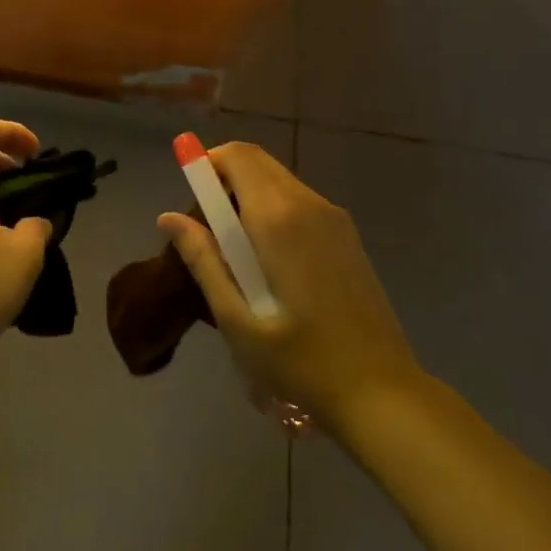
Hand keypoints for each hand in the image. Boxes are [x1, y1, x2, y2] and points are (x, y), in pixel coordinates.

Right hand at [158, 141, 422, 434]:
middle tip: (208, 229)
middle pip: (256, 162)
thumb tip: (168, 217)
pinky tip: (270, 262)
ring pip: (278, 180)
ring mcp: (333, 217)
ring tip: (236, 253)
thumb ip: (203, 260)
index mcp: (278, 218)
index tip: (189, 198)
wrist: (382, 393)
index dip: (206, 163)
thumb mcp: (237, 319)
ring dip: (248, 195)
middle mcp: (308, 203)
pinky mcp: (346, 234)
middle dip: (224, 178)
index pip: (237, 156)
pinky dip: (273, 208)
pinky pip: (298, 200)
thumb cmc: (301, 363)